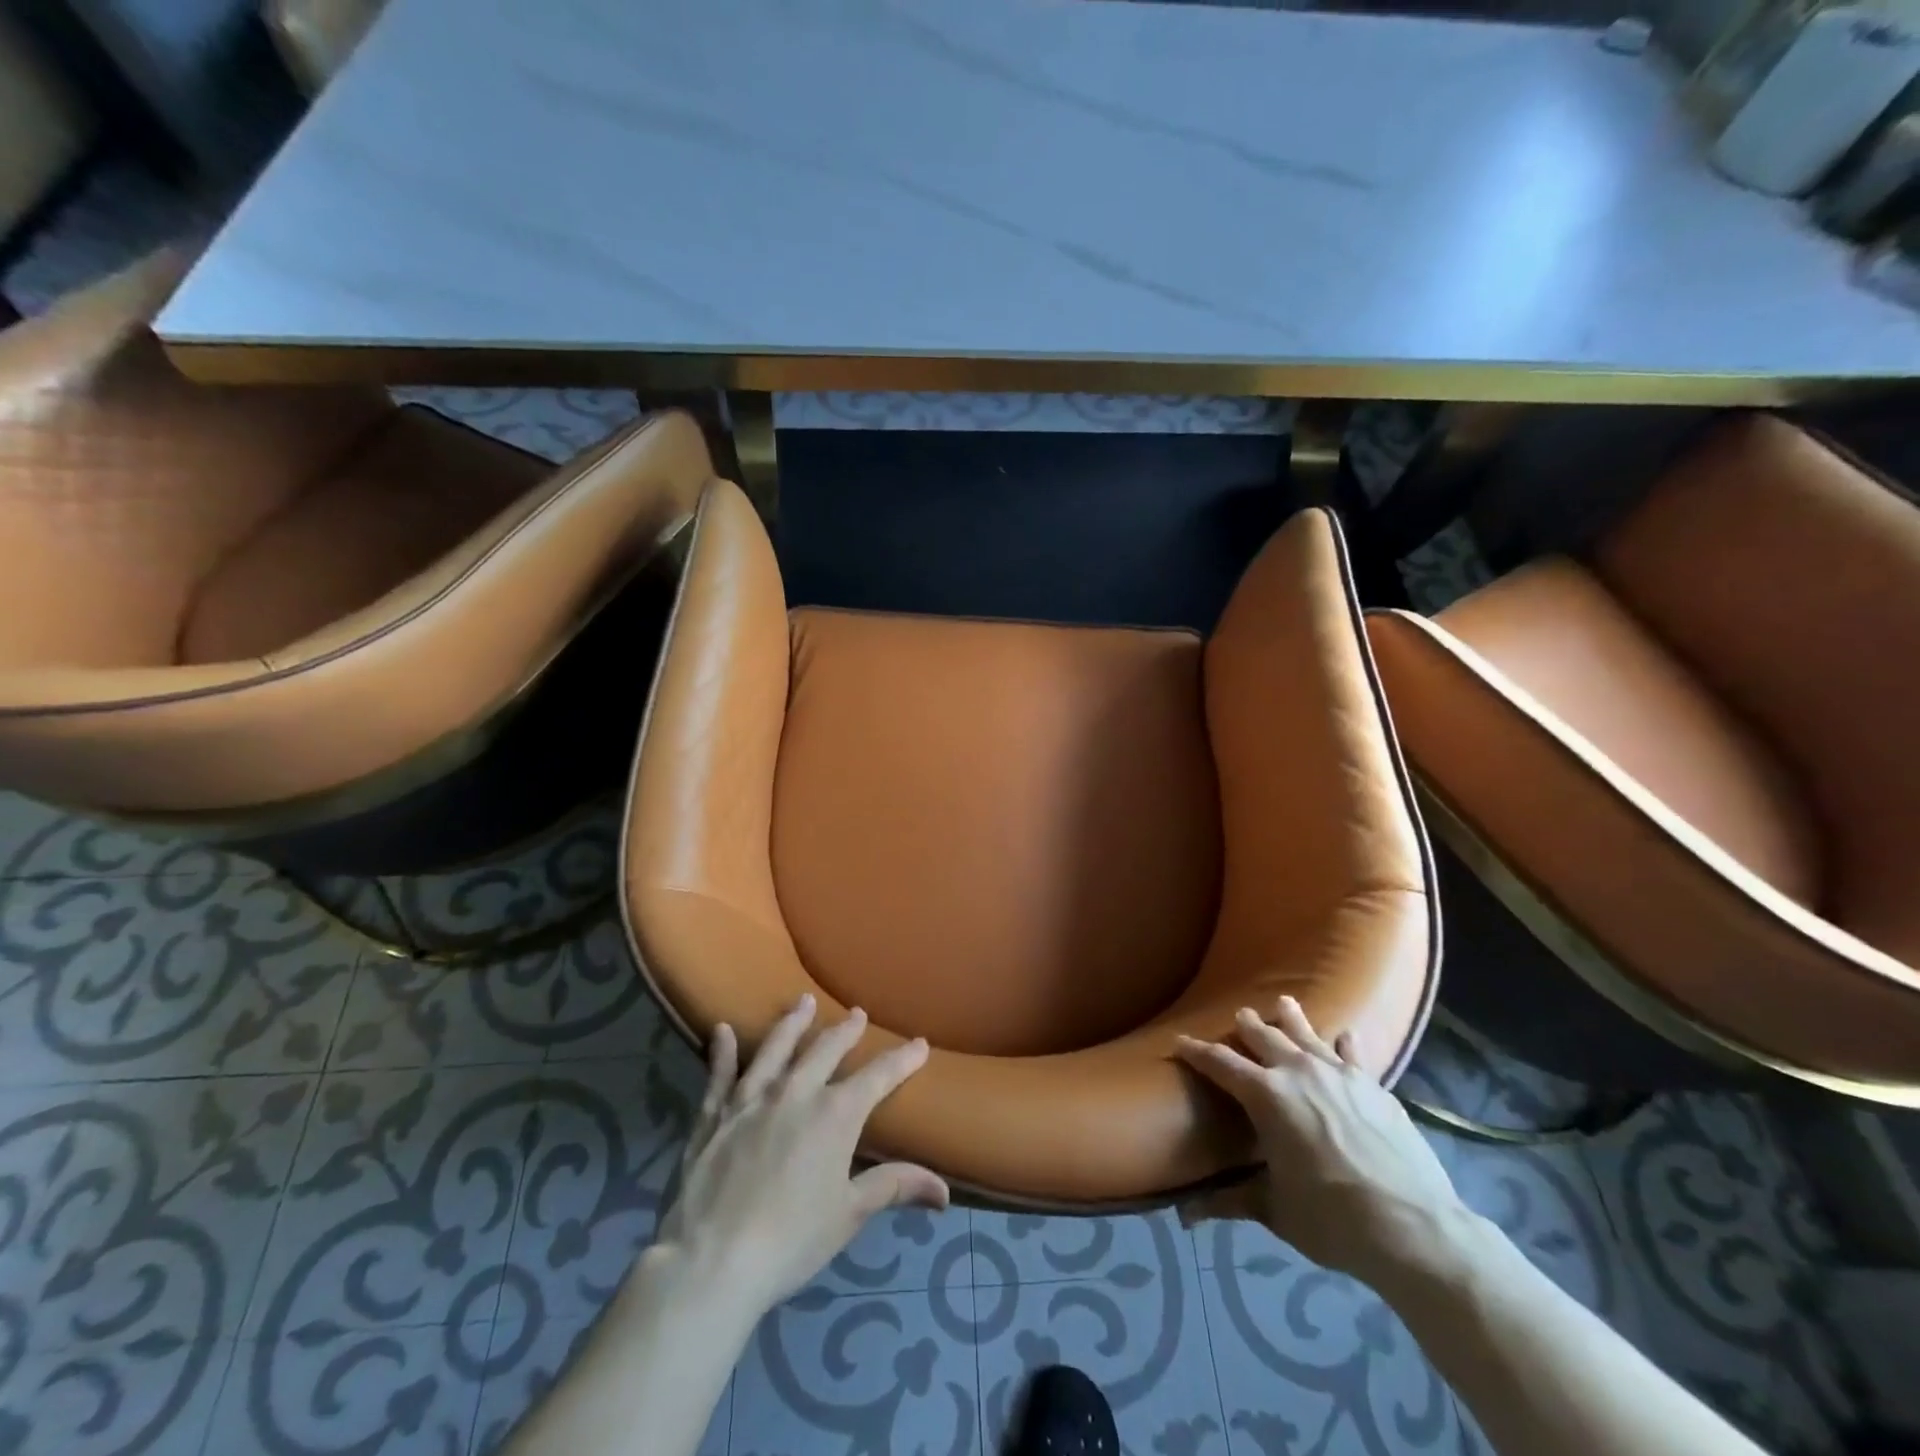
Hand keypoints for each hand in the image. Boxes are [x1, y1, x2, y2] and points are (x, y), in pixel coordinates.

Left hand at [655, 995, 948, 1314]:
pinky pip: (719, 1074)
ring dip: (792, 1023)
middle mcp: (795, 1093)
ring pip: (776, 1048)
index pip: (878, 1076)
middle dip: (846, 1030)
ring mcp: (751, 1099)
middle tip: (857, 1013)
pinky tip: (721, 1030)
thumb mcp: (850, 1214)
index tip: (920, 1043)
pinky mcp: (714, 1115)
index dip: (902, 1059)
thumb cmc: (792, 1239)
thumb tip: (945, 1190)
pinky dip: (721, 1051)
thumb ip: (894, 1187)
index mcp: (835, 1114)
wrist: (713, 1261)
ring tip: (802, 1000)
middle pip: (826, 1050)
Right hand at [1175, 998, 1472, 1285]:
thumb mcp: (1275, 1210)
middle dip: (1246, 1026)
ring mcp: (1339, 1074)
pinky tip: (1344, 1036)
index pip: (1219, 1063)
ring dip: (1291, 1018)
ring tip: (1283, 1002)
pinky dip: (1343, 1043)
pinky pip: (1352, 1053)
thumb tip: (1184, 1215)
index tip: (1179, 1042)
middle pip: (1264, 1036)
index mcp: (1265, 1095)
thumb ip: (1231, 1201)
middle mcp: (1297, 1071)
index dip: (1196, 1051)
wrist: (1414, 1228)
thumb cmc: (1332, 1219)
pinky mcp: (1373, 1086)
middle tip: (1238, 1016)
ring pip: (1306, 1033)